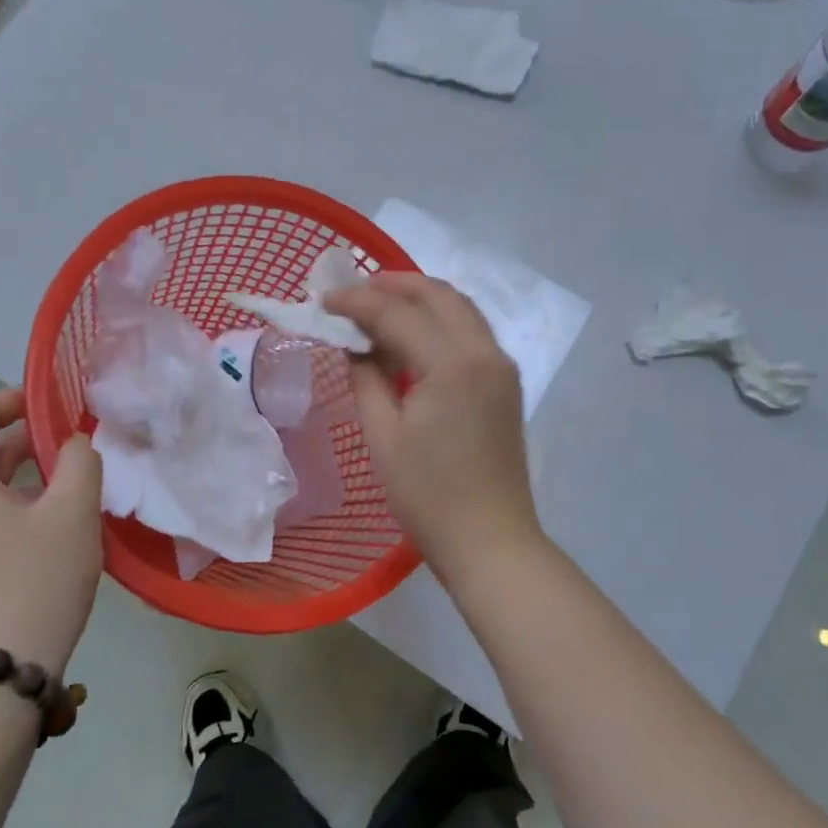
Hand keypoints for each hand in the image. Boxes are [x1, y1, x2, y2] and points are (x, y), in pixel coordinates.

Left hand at [0, 390, 103, 673]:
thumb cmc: (34, 581)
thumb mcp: (72, 511)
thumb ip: (80, 461)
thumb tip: (73, 444)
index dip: (16, 400)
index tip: (58, 405)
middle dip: (31, 441)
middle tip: (79, 446)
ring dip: (29, 478)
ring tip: (76, 486)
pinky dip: (18, 508)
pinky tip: (57, 527)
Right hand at [324, 275, 542, 572]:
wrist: (491, 542)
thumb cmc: (429, 497)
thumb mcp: (384, 437)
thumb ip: (366, 379)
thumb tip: (355, 347)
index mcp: (453, 365)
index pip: (398, 314)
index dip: (357, 301)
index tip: (323, 300)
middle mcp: (485, 352)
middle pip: (438, 295)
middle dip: (394, 284)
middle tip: (353, 291)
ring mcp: (501, 366)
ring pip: (459, 308)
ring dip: (419, 298)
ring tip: (377, 303)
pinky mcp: (505, 383)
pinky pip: (470, 331)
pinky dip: (438, 320)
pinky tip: (410, 334)